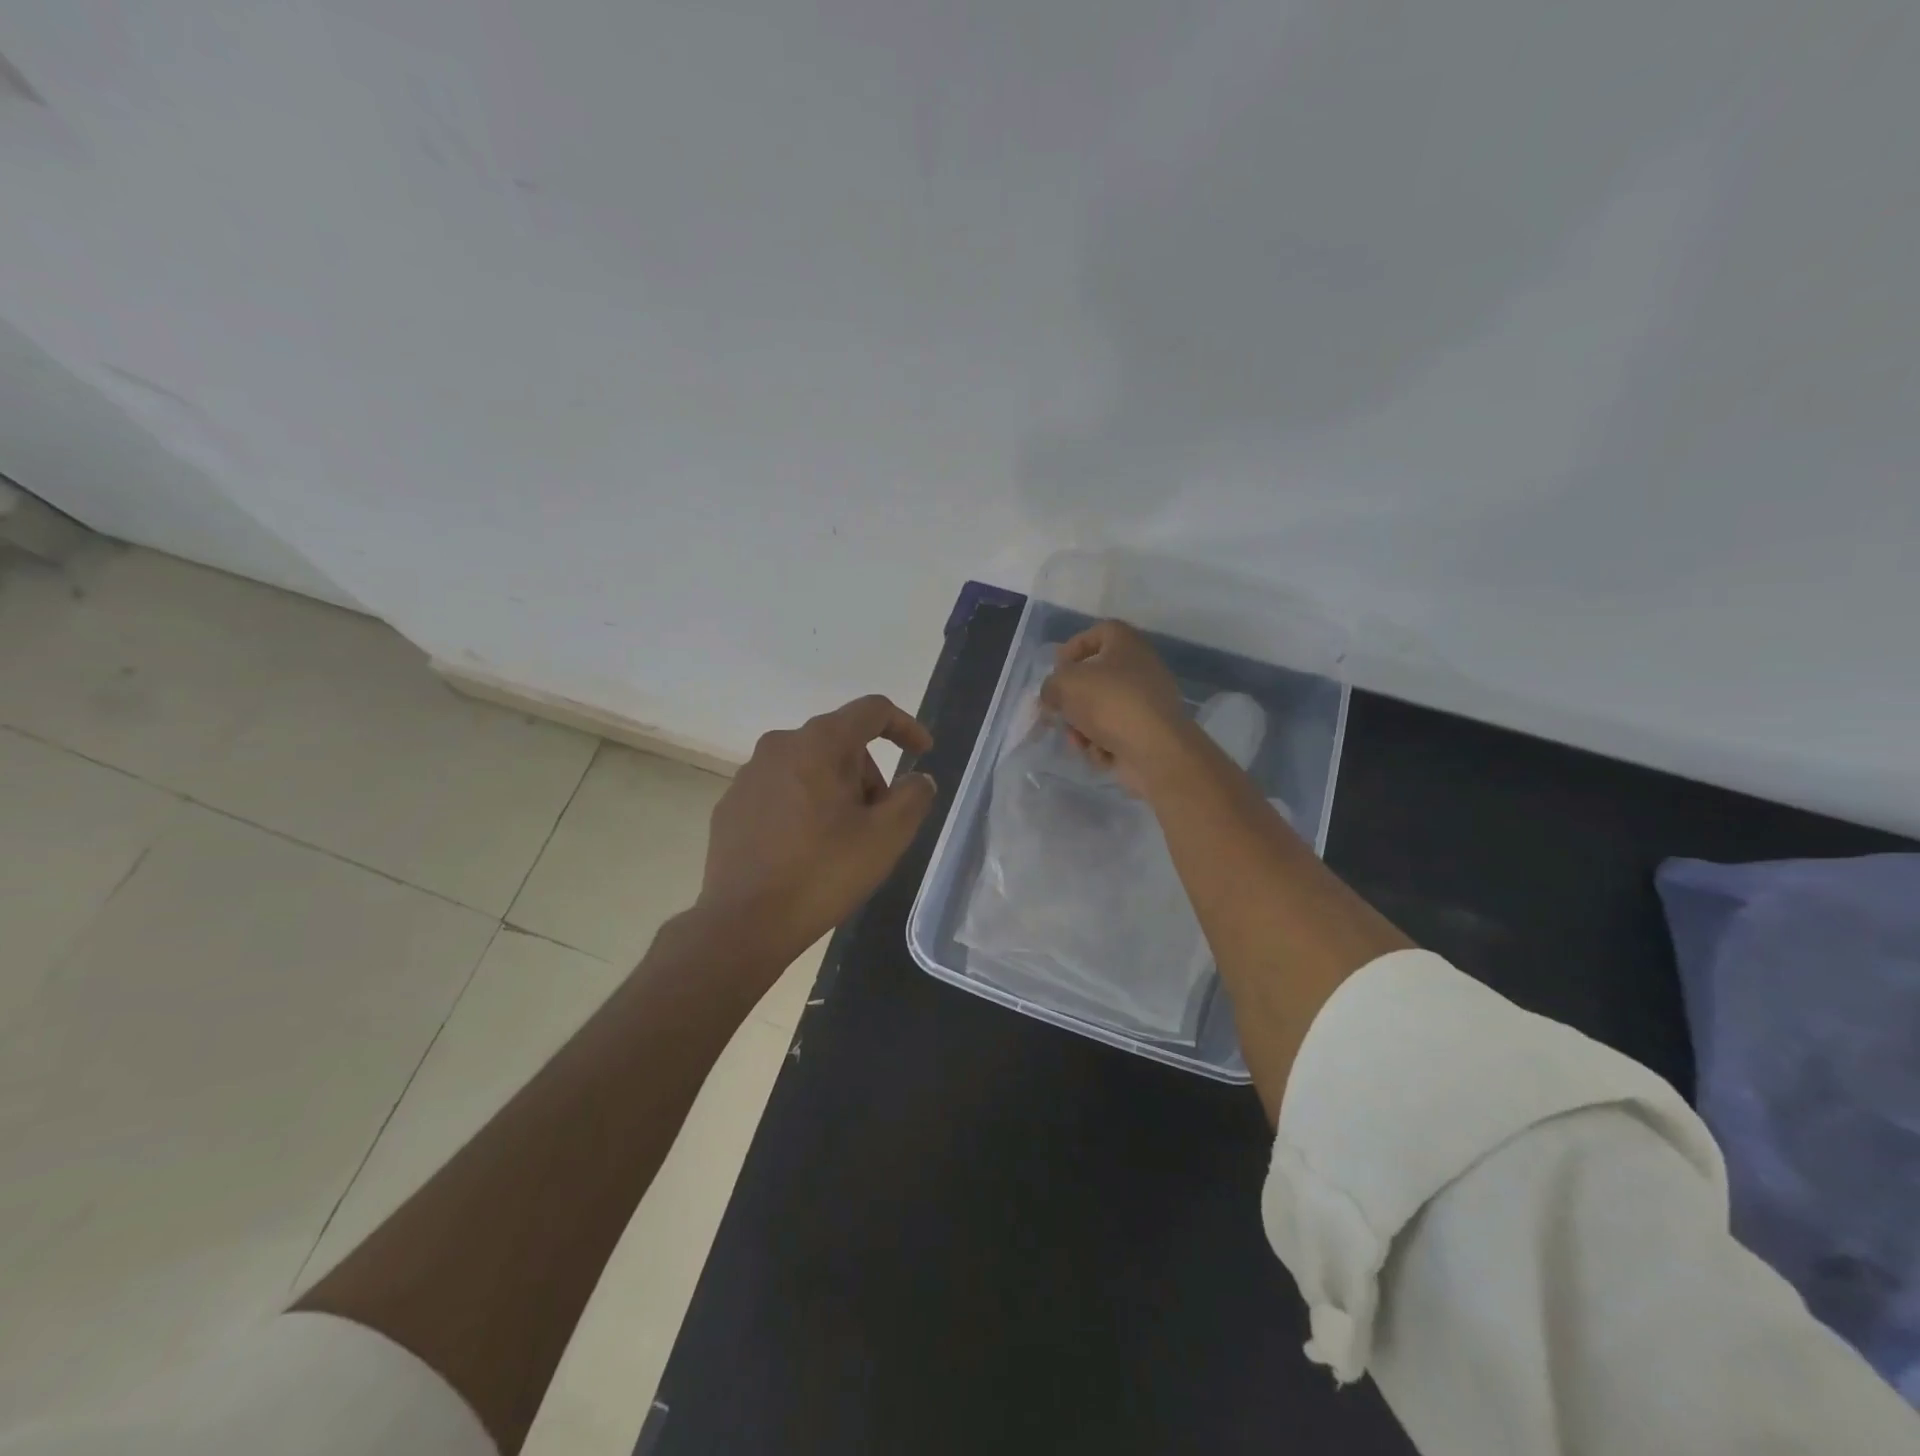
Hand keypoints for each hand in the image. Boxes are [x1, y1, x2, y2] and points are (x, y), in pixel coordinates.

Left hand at [700, 695, 935, 961]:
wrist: (743, 923)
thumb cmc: (822, 873)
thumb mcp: (886, 837)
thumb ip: (913, 797)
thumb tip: (918, 779)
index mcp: (818, 743)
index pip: (872, 711)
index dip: (905, 726)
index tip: (923, 753)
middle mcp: (779, 746)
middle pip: (840, 743)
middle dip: (868, 774)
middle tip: (879, 822)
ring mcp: (749, 775)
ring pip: (810, 767)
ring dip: (837, 792)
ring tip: (843, 841)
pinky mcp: (731, 805)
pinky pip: (781, 791)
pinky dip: (804, 807)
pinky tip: (806, 850)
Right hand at [1039, 620, 1194, 795]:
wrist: (1156, 749)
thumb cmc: (1110, 703)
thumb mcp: (1066, 684)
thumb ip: (1050, 685)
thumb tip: (1052, 696)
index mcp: (1126, 644)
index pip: (1098, 632)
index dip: (1073, 647)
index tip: (1057, 670)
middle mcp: (1140, 668)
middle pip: (1095, 679)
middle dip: (1073, 701)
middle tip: (1058, 713)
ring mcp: (1146, 702)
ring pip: (1101, 711)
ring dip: (1083, 728)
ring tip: (1079, 742)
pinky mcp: (1147, 732)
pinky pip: (1115, 733)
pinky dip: (1103, 744)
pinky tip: (1102, 753)